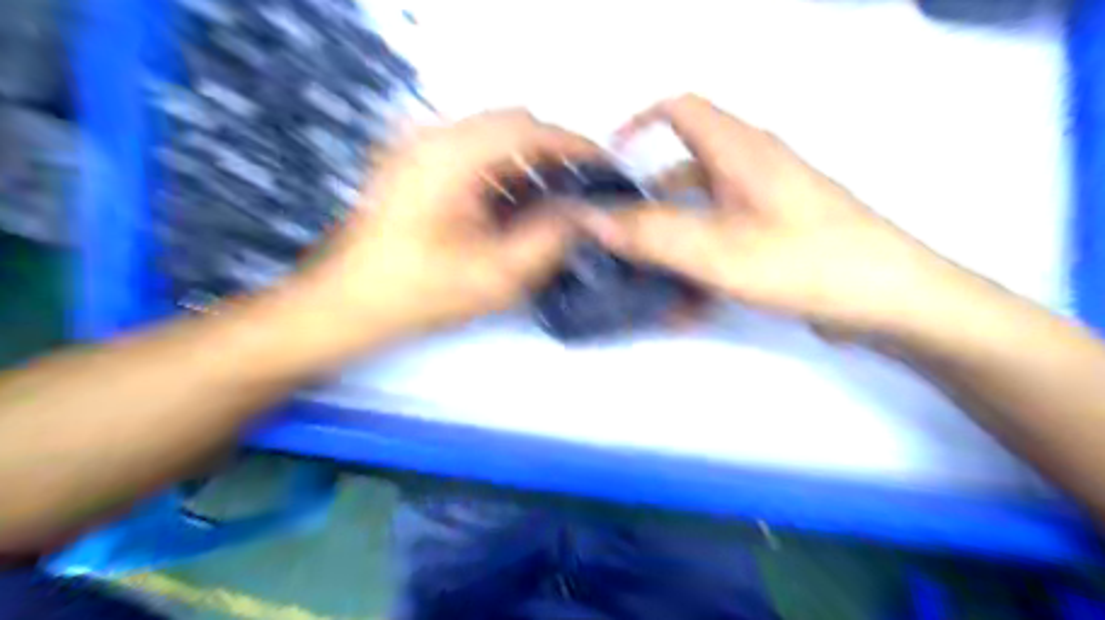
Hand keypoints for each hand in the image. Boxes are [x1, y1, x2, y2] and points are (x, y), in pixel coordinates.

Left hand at [298, 109, 600, 338]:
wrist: (349, 304)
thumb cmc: (421, 293)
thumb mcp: (496, 276)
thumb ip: (549, 239)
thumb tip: (588, 212)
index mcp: (452, 157)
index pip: (528, 130)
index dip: (573, 144)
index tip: (606, 166)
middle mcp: (433, 136)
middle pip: (511, 124)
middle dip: (552, 152)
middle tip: (581, 186)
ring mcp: (419, 146)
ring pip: (493, 137)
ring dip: (527, 161)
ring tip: (554, 198)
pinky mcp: (415, 163)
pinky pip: (472, 152)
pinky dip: (502, 171)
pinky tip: (515, 205)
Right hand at [580, 92, 954, 333]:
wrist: (891, 301)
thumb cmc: (806, 262)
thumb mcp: (718, 250)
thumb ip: (652, 235)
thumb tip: (591, 219)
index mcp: (740, 151)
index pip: (680, 110)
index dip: (638, 124)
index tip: (609, 164)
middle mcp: (752, 168)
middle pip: (683, 169)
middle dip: (646, 203)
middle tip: (616, 236)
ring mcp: (765, 203)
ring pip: (700, 212)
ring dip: (670, 242)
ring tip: (642, 280)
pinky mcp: (775, 235)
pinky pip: (722, 240)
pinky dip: (698, 264)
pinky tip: (682, 307)